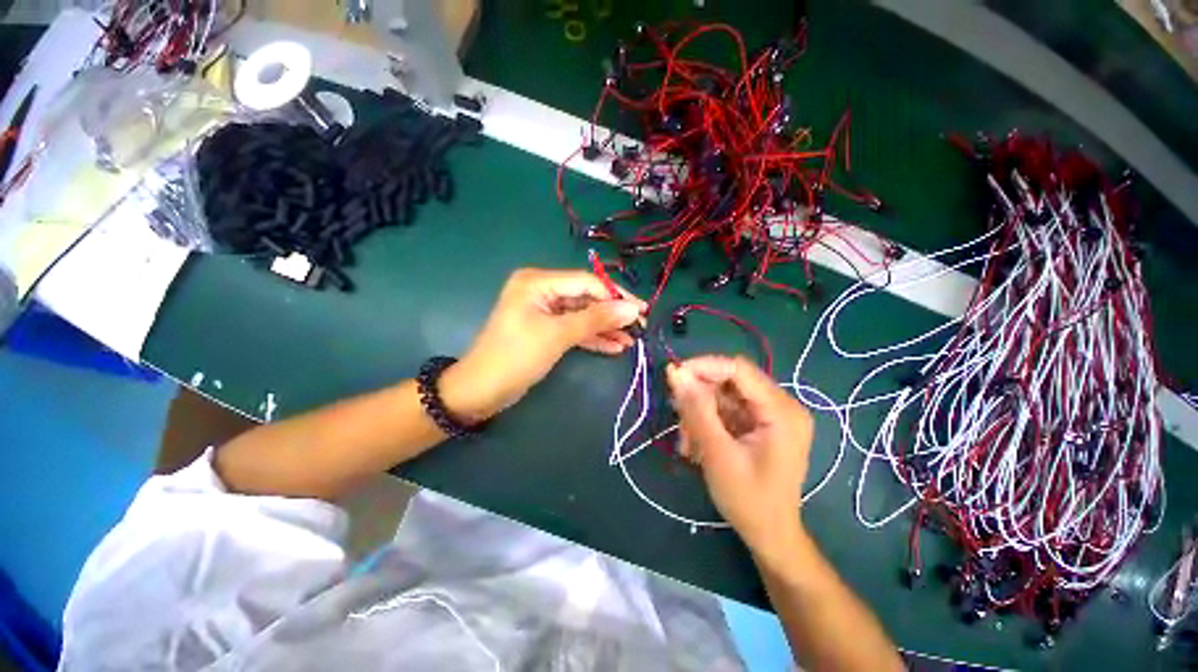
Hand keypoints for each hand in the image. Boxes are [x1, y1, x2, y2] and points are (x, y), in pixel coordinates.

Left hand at [442, 268, 644, 422]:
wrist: (481, 391)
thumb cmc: (516, 357)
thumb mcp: (558, 336)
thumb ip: (596, 319)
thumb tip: (632, 309)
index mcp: (538, 282)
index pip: (586, 282)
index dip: (616, 295)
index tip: (642, 310)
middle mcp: (542, 290)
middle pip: (586, 298)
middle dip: (612, 313)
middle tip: (640, 327)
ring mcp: (544, 311)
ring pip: (582, 315)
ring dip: (606, 327)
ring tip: (631, 340)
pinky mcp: (546, 329)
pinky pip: (574, 328)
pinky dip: (593, 337)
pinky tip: (615, 346)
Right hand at [667, 356, 813, 555]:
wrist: (770, 536)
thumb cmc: (748, 500)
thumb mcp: (717, 453)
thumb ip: (696, 410)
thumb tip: (675, 372)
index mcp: (782, 410)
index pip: (738, 369)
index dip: (703, 366)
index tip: (673, 376)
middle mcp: (781, 405)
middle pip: (730, 381)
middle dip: (699, 396)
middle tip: (677, 417)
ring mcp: (771, 414)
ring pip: (724, 395)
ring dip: (700, 411)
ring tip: (686, 440)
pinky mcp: (760, 423)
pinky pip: (727, 409)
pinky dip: (707, 421)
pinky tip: (695, 442)